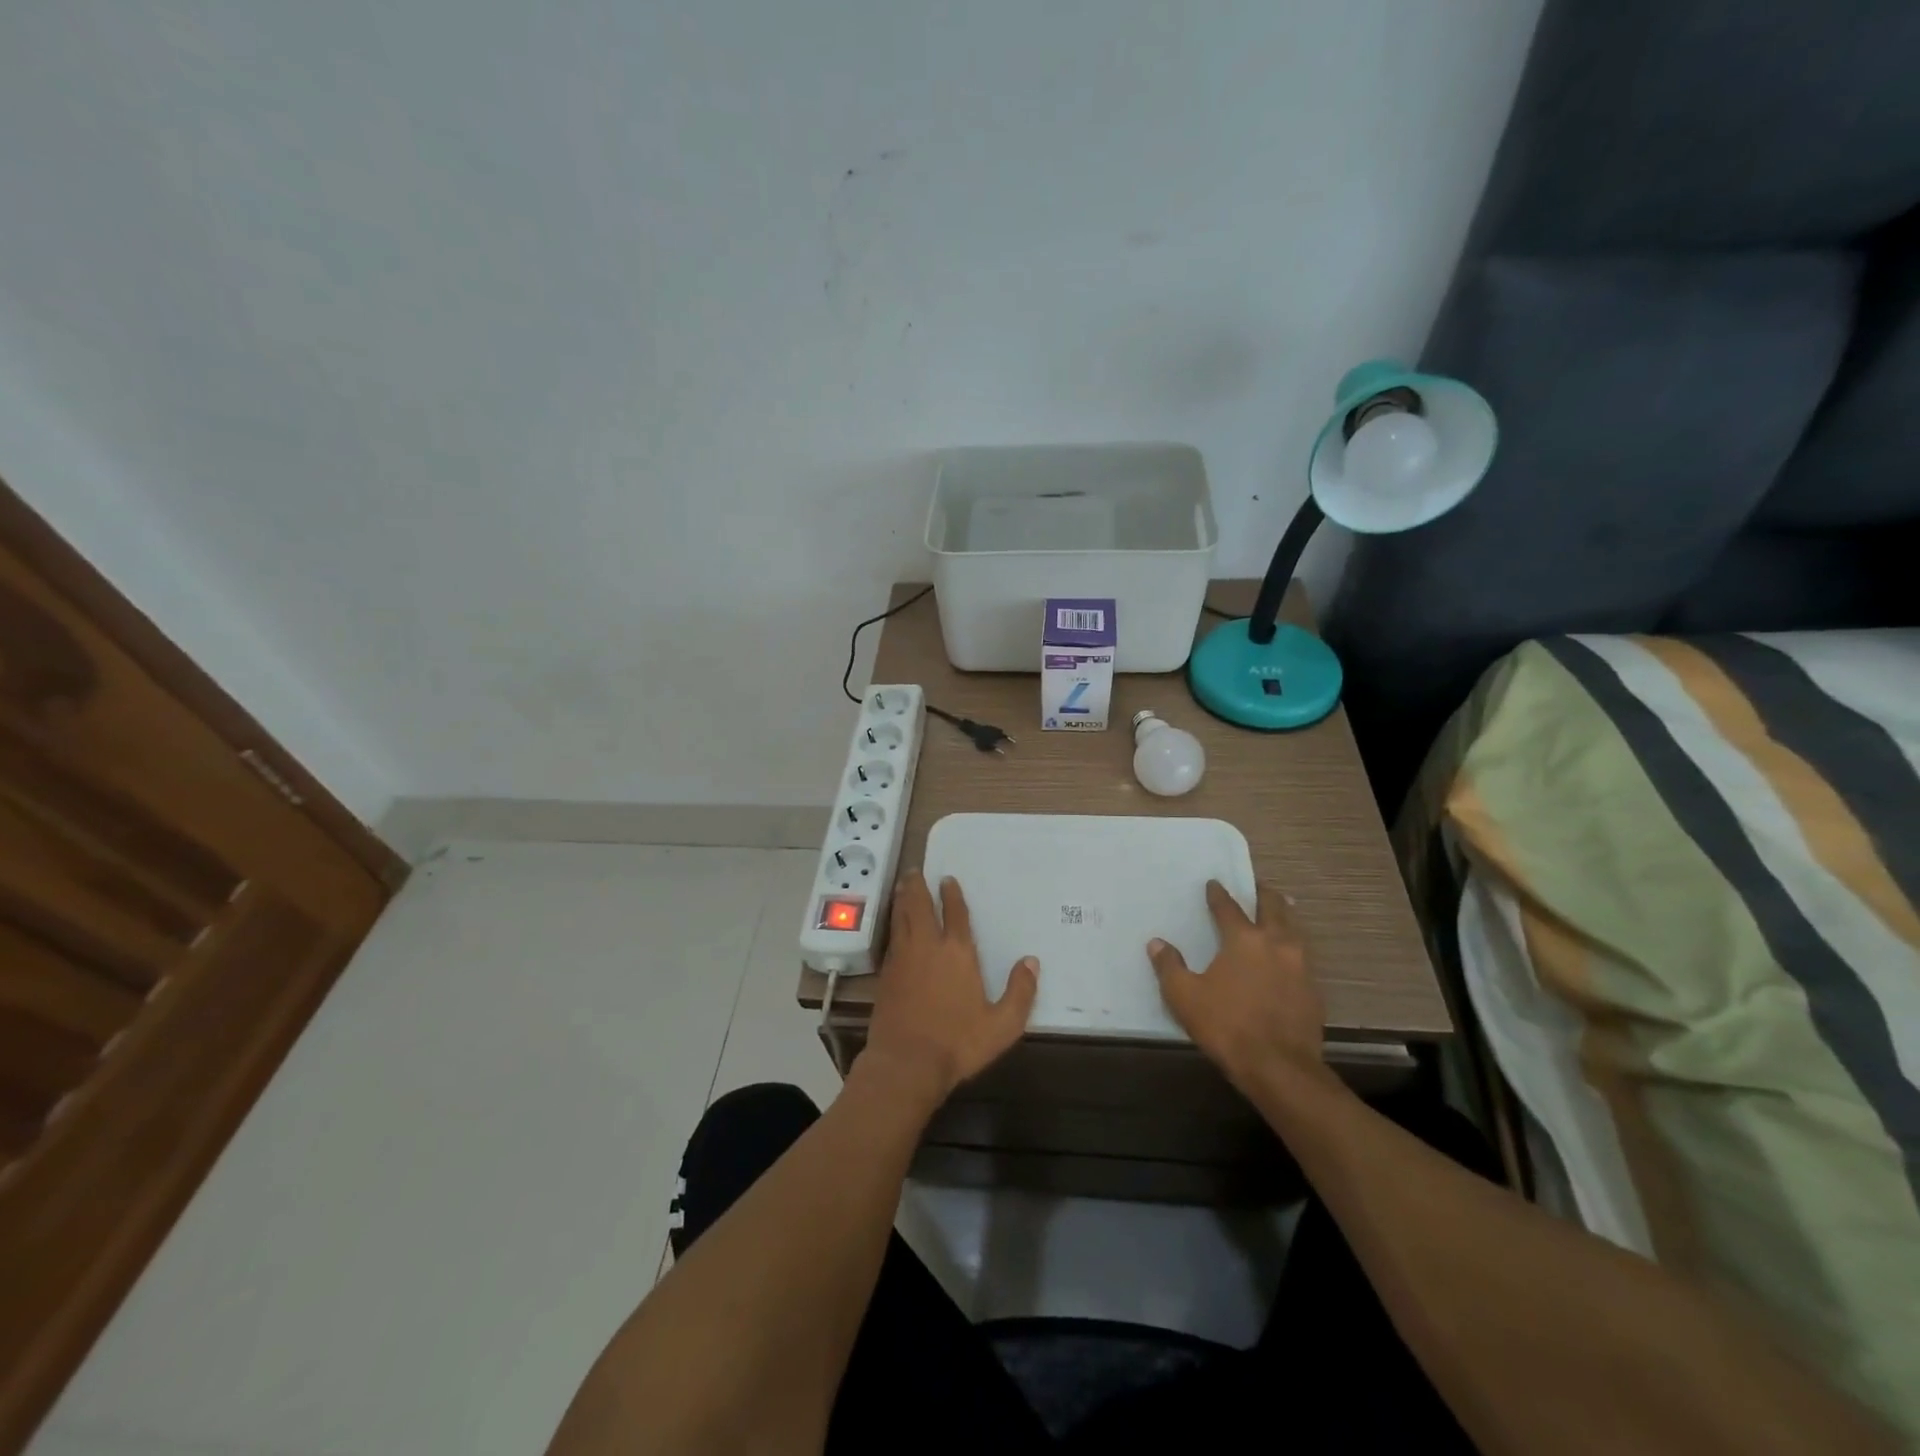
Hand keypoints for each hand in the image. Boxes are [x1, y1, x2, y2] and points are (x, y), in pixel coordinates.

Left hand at [862, 872, 1038, 1110]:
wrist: (906, 1063)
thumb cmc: (958, 1043)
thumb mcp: (1002, 1025)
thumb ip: (1020, 992)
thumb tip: (1031, 961)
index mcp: (957, 953)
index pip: (954, 914)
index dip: (951, 894)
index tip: (947, 879)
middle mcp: (927, 947)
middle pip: (919, 906)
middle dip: (917, 886)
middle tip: (914, 871)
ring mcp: (902, 959)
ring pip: (900, 918)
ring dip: (902, 899)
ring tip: (902, 885)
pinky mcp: (886, 975)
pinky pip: (891, 938)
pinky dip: (893, 923)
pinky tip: (895, 925)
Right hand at [1148, 881, 1330, 1098]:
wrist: (1280, 1068)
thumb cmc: (1227, 1026)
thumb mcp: (1185, 997)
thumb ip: (1169, 967)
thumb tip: (1157, 943)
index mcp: (1244, 939)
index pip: (1228, 908)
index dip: (1219, 894)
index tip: (1214, 884)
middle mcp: (1276, 944)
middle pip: (1273, 908)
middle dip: (1264, 894)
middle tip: (1257, 886)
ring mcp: (1300, 966)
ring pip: (1294, 930)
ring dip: (1284, 917)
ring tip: (1279, 913)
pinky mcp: (1314, 991)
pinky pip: (1303, 958)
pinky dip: (1293, 948)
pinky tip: (1287, 958)